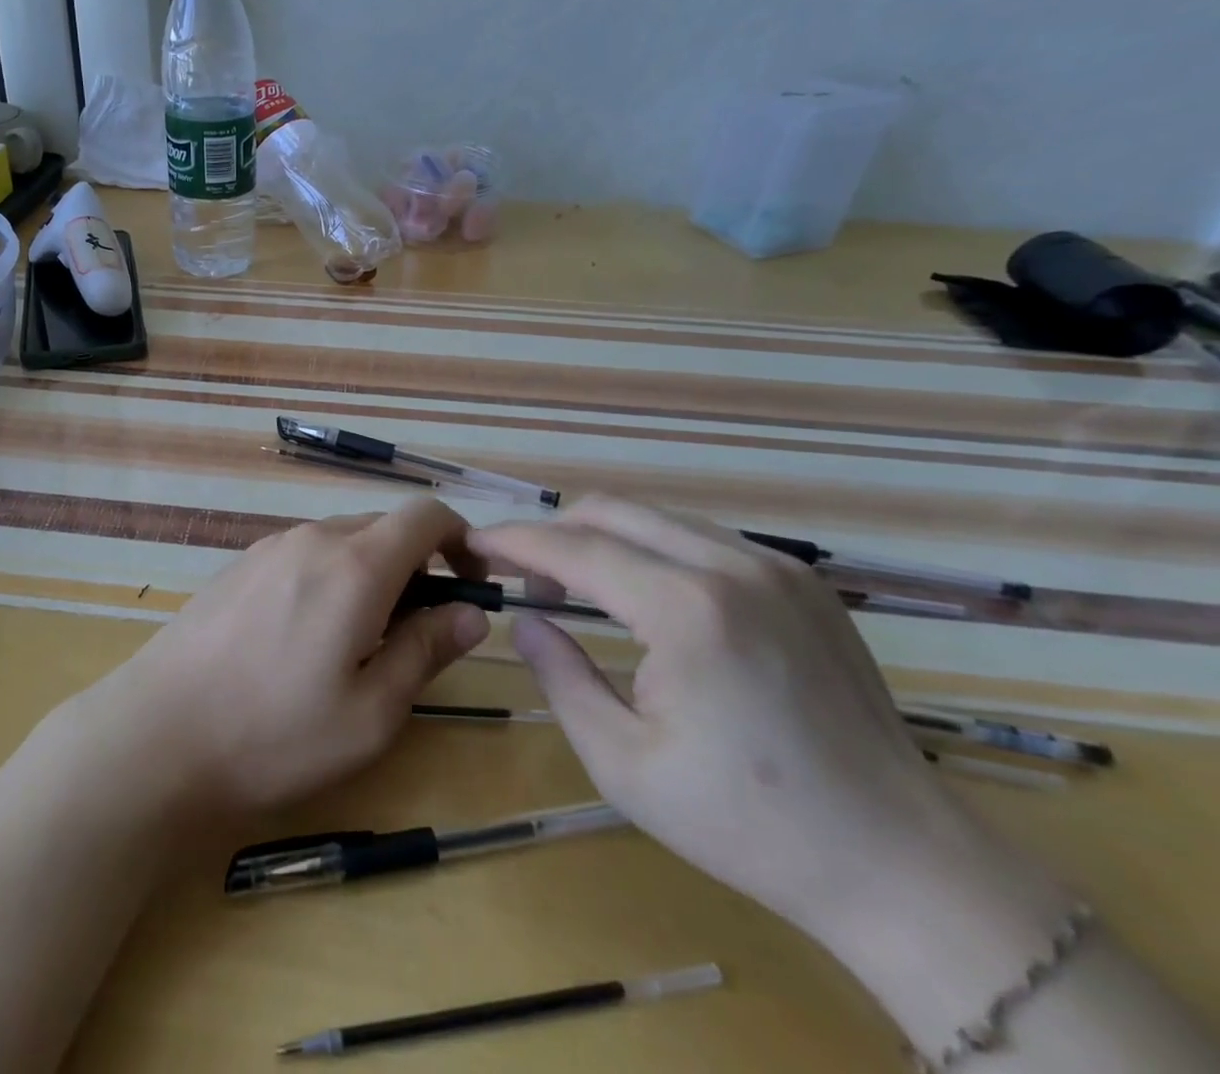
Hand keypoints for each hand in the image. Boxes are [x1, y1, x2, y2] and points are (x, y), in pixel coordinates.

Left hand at [80, 500, 489, 821]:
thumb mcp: (370, 713)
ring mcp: (269, 548)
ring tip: (360, 644)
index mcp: (355, 565)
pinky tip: (305, 638)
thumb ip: (426, 651)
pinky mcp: (239, 566)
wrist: (156, 734)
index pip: (425, 515)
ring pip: (342, 541)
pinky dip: (330, 578)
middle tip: (417, 634)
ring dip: (371, 574)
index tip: (470, 583)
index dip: (460, 539)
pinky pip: (304, 555)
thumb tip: (471, 612)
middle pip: (384, 527)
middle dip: (416, 566)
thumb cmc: (274, 734)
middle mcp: (312, 538)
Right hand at [467, 498, 1067, 952]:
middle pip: (613, 510)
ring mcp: (777, 567)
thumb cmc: (747, 823)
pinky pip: (703, 538)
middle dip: (554, 530)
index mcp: (687, 610)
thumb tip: (523, 619)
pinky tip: (647, 598)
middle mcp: (732, 566)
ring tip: (578, 588)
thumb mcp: (623, 763)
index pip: (576, 547)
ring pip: (658, 517)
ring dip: (603, 538)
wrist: (902, 865)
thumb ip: (560, 676)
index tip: (473, 544)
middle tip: (523, 573)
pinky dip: (653, 550)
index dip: (515, 540)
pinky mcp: (804, 581)